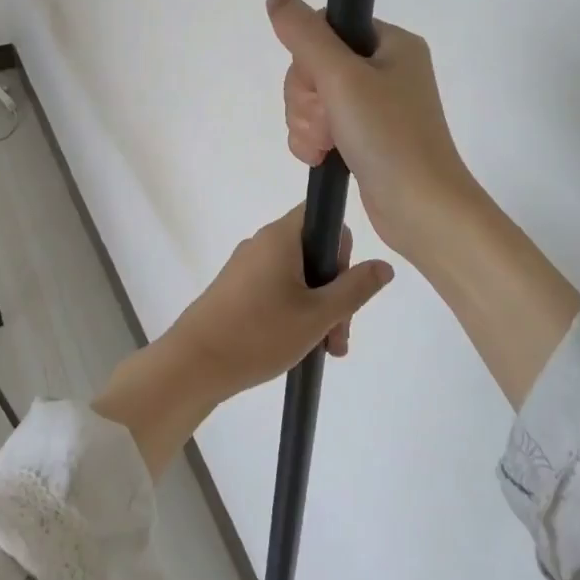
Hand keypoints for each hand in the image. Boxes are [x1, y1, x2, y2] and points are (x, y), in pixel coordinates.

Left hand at [92, 205, 393, 475]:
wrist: (195, 364)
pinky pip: (277, 289)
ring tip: (326, 350)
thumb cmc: (260, 333)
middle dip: (335, 291)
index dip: (342, 244)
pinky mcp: (236, 289)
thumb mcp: (318, 315)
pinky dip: (295, 312)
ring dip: (318, 308)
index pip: (321, 215)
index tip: (345, 282)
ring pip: (297, 277)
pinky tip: (301, 346)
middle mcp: (262, 243)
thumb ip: (356, 288)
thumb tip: (384, 265)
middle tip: (340, 334)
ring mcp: (246, 267)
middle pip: (313, 252)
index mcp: (280, 237)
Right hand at [266, 0, 478, 262]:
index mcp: (391, 44)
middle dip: (307, 99)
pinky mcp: (364, 137)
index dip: (308, 57)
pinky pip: (320, 125)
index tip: (321, 85)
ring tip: (326, 146)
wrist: (421, 209)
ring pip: (312, 98)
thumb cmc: (389, 136)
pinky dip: (313, 140)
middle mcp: (385, 69)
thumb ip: (305, 35)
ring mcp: (375, 106)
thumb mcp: (342, 78)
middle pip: (314, 65)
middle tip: (329, 122)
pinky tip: (322, 157)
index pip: (326, 27)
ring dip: (307, 123)